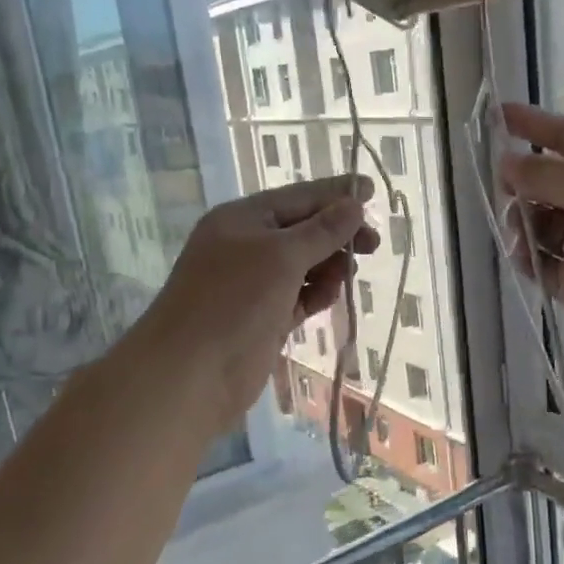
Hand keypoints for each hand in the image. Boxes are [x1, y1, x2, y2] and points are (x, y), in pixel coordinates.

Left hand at [136, 176, 376, 437]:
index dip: (336, 193)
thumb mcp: (282, 256)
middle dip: (337, 235)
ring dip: (329, 266)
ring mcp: (254, 284)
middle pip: (303, 230)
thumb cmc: (234, 301)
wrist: (191, 373)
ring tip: (347, 275)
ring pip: (304, 265)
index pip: (298, 196)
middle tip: (373, 245)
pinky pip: (299, 295)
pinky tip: (329, 296)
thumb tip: (355, 204)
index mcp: (243, 219)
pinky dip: (316, 293)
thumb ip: (322, 230)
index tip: (372, 190)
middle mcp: (246, 246)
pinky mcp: (264, 317)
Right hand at [498, 103, 563, 384]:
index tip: (496, 113)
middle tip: (503, 186)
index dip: (534, 124)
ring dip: (521, 220)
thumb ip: (549, 175)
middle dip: (522, 180)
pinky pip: (537, 261)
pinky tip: (524, 256)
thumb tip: (506, 163)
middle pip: (547, 181)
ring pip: (537, 221)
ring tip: (521, 230)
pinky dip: (525, 256)